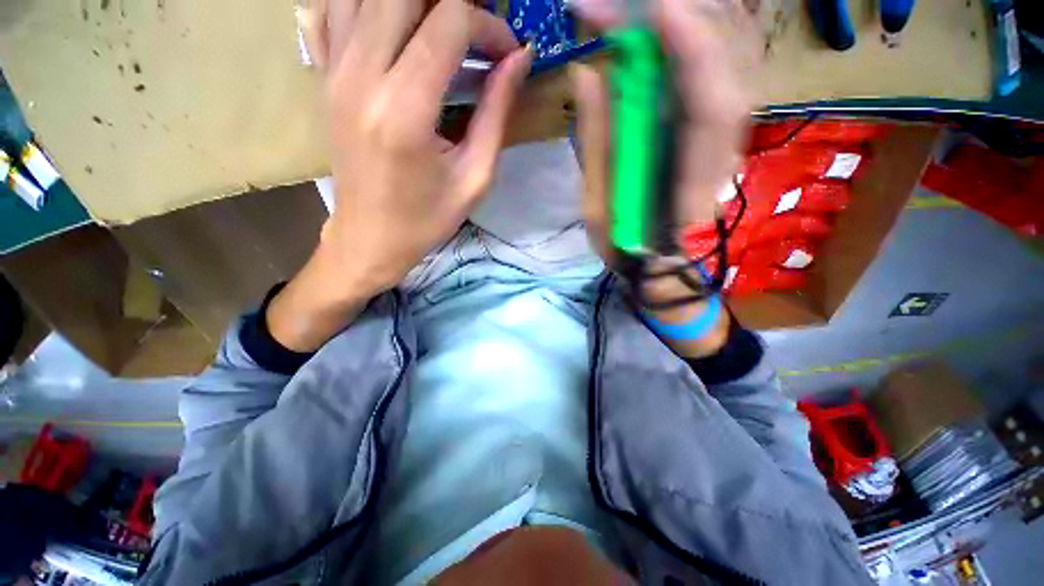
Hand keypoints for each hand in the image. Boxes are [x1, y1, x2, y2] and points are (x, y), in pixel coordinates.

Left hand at [269, 0, 531, 351]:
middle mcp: (361, 76)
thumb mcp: (474, 177)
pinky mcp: (323, 76)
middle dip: (453, 3)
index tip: (508, 55)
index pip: (449, 22)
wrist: (369, 238)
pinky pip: (332, 9)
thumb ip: (496, 113)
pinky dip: (366, 4)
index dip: (489, 26)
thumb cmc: (426, 219)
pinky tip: (394, 26)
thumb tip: (519, 59)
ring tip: (443, 29)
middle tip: (477, 34)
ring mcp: (333, 71)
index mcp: (404, 110)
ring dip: (414, 3)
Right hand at [571, 0, 758, 356]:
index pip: (709, 104)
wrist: (659, 262)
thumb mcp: (598, 207)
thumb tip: (589, 71)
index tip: (654, 8)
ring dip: (683, 17)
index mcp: (690, 182)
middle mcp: (721, 148)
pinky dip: (690, 34)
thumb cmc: (625, 247)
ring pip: (726, 53)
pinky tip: (657, 25)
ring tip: (629, 10)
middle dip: (676, 16)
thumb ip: (597, 142)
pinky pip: (714, 63)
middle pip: (726, 62)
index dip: (691, 49)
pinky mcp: (714, 125)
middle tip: (611, 3)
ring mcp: (724, 131)